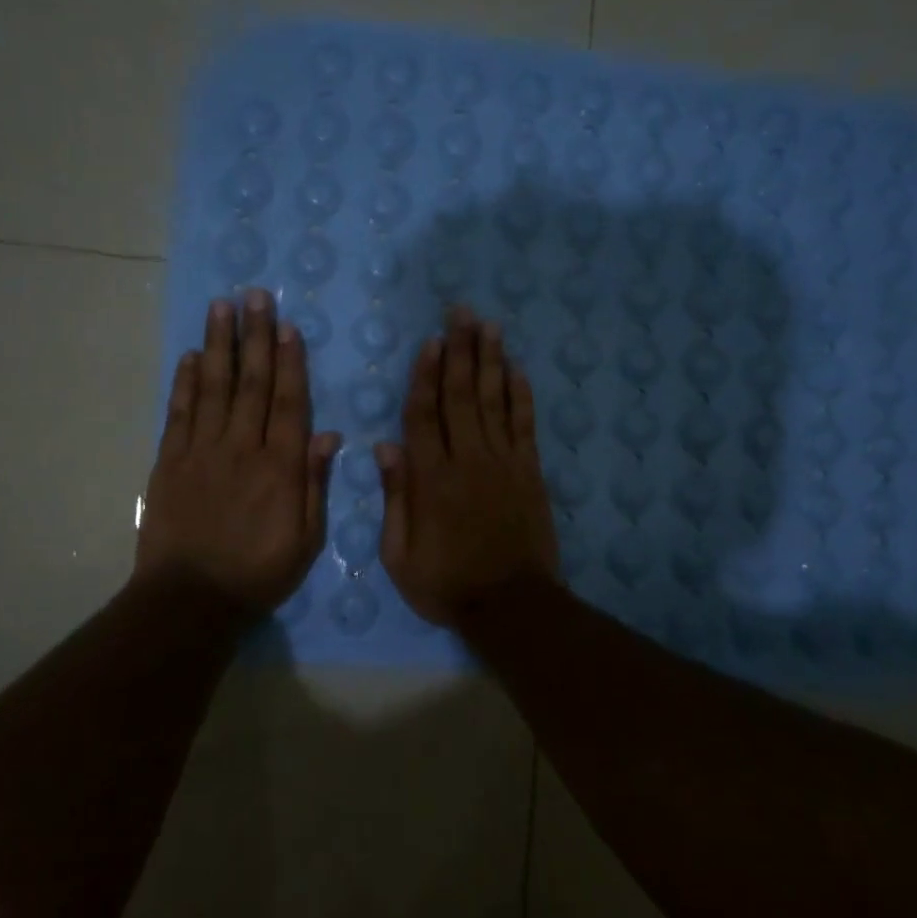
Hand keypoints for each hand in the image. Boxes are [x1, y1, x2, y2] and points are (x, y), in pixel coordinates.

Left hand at [136, 290, 339, 613]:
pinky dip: (184, 382)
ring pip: (213, 388)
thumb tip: (328, 435)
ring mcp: (202, 451)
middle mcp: (242, 448)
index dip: (290, 362)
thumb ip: (315, 484)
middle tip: (255, 296)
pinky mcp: (170, 462)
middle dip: (255, 337)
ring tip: (221, 308)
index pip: (289, 403)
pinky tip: (189, 356)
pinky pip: (179, 413)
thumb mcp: (305, 540)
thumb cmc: (258, 573)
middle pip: (252, 384)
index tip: (287, 326)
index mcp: (280, 467)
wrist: (191, 598)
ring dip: (219, 346)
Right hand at [377, 305, 558, 625]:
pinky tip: (516, 369)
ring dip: (490, 360)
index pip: (424, 415)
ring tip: (488, 326)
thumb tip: (386, 447)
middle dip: (460, 351)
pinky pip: (524, 425)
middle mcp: (467, 460)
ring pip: (494, 401)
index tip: (430, 342)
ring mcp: (504, 463)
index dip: (425, 376)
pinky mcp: (530, 472)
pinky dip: (520, 395)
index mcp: (431, 479)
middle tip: (461, 312)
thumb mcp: (400, 554)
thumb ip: (395, 497)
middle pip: (462, 395)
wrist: (511, 605)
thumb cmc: (446, 583)